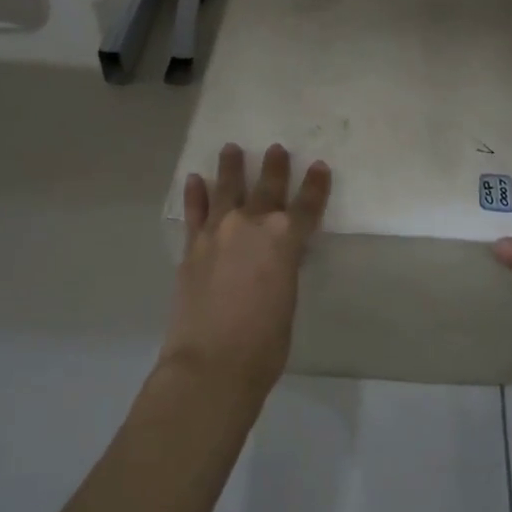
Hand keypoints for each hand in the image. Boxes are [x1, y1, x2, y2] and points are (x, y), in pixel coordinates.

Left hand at [160, 142, 331, 400]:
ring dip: (230, 167)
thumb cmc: (264, 343)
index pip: (307, 206)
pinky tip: (195, 180)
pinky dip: (196, 194)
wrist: (211, 363)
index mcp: (285, 240)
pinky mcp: (192, 247)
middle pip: (267, 188)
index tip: (320, 167)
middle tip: (277, 149)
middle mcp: (251, 225)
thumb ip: (282, 269)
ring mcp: (217, 233)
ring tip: (231, 148)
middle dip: (275, 167)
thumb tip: (273, 258)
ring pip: (226, 189)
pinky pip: (195, 212)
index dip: (316, 186)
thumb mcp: (287, 300)